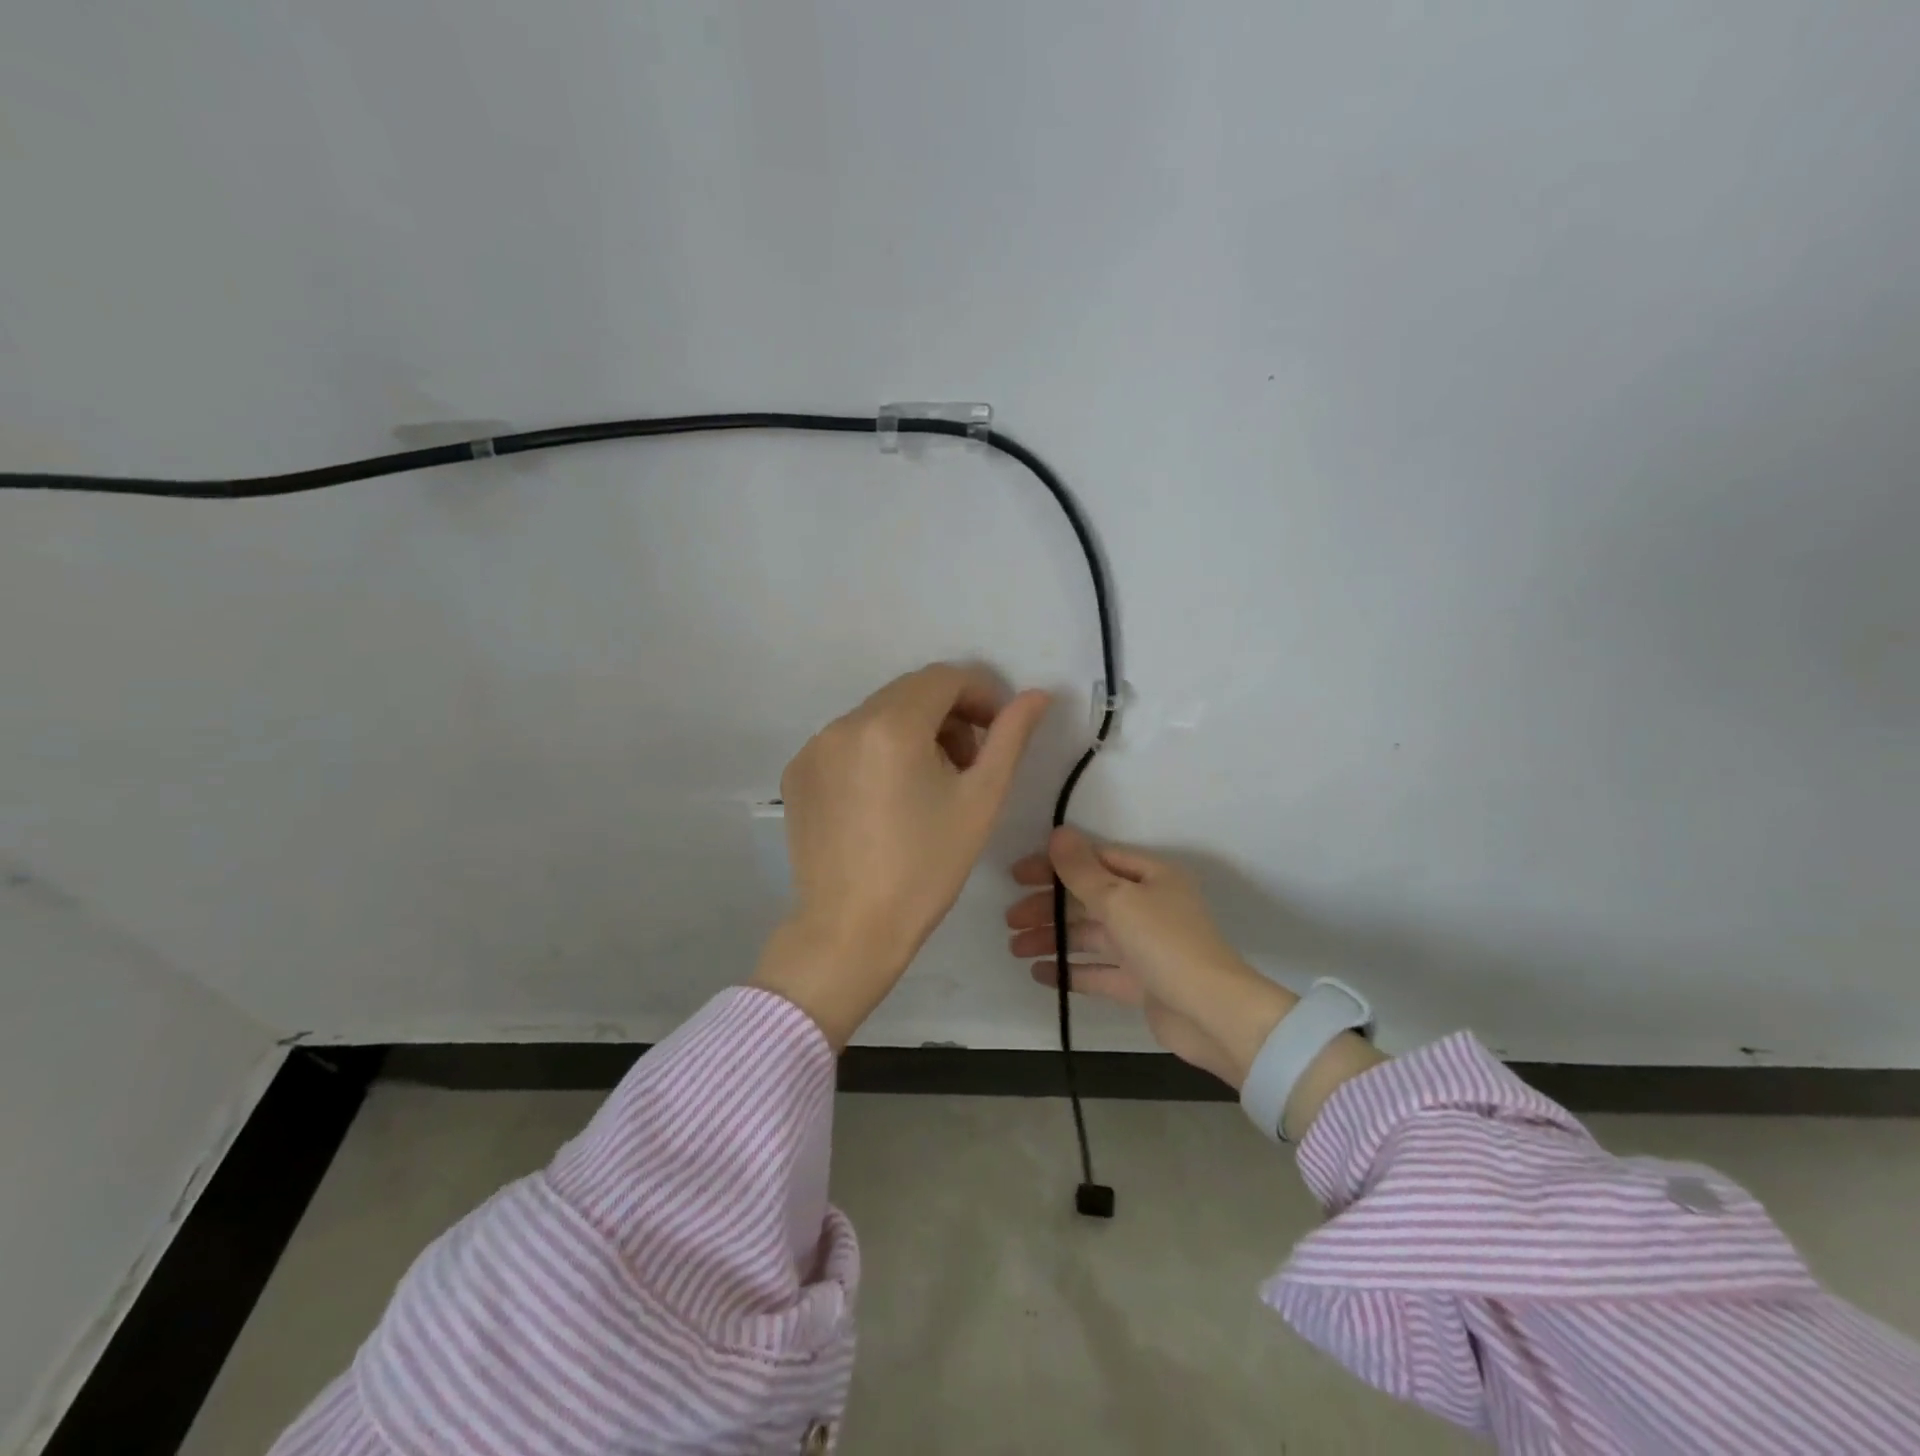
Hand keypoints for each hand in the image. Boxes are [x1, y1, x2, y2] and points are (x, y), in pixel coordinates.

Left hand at [752, 663, 1050, 1048]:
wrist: (850, 930)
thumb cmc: (926, 868)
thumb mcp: (980, 800)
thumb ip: (1010, 738)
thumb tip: (1036, 695)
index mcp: (891, 725)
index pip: (944, 678)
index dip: (980, 695)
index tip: (997, 730)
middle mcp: (844, 723)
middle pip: (909, 694)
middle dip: (948, 715)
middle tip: (967, 763)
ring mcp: (814, 747)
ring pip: (878, 716)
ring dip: (913, 733)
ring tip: (928, 784)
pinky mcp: (798, 772)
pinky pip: (848, 742)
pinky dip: (876, 752)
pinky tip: (887, 799)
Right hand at [1007, 827, 1385, 1132]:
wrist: (1213, 1014)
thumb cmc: (1165, 944)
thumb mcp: (1118, 899)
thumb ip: (1082, 870)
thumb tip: (1057, 833)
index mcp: (1151, 877)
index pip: (1095, 860)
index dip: (1055, 865)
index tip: (1018, 876)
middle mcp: (1149, 906)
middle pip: (1088, 899)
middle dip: (1048, 907)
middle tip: (1010, 919)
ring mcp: (1145, 946)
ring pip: (1090, 935)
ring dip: (1053, 938)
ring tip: (1015, 948)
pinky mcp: (1142, 982)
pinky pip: (1099, 970)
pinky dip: (1070, 970)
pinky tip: (1040, 973)